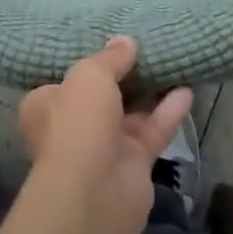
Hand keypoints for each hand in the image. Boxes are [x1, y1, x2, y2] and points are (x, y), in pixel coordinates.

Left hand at [18, 37, 192, 233]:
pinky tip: (187, 89)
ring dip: (149, 91)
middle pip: (99, 96)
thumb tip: (125, 41)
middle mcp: (71, 127)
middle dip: (121, 76)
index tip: (104, 44)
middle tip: (143, 48)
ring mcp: (103, 148)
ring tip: (169, 62)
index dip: (83, 63)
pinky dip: (168, 112)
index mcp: (45, 105)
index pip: (62, 79)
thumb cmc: (78, 121)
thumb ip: (110, 58)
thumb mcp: (90, 74)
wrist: (96, 192)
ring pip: (129, 113)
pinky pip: (152, 131)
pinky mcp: (133, 165)